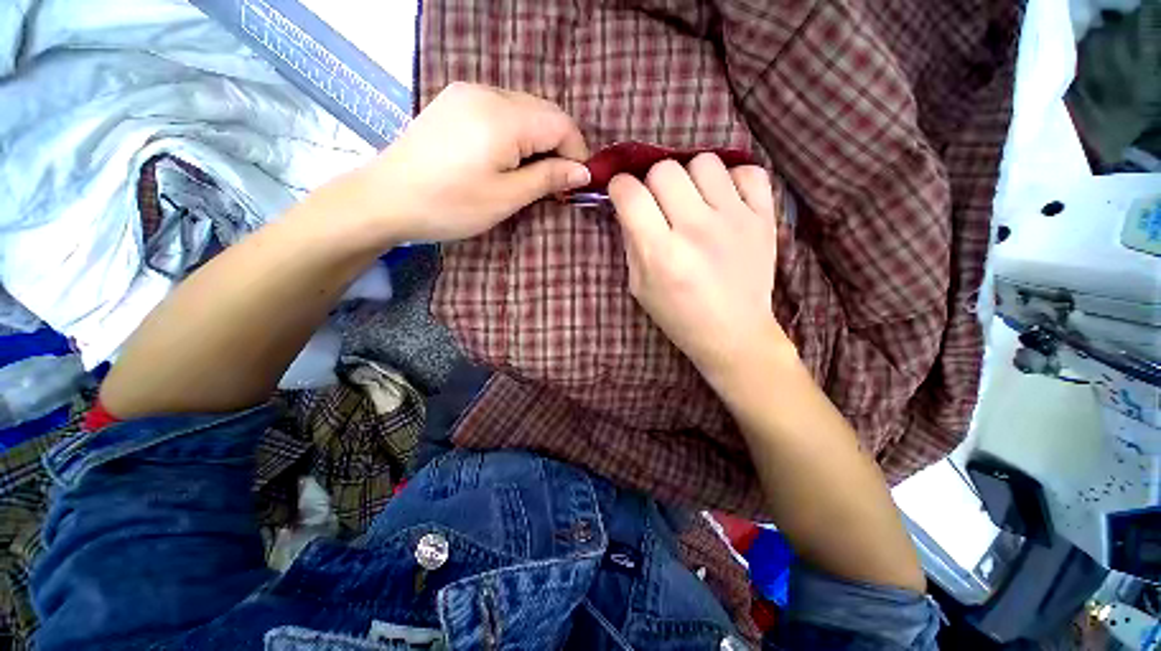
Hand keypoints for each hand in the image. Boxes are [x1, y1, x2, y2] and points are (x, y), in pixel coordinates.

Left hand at [351, 82, 590, 243]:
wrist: (386, 198)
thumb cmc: (450, 204)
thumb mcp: (506, 197)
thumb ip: (548, 179)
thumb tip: (583, 172)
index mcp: (503, 117)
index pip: (560, 123)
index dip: (577, 152)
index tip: (578, 182)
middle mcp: (487, 92)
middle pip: (544, 111)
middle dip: (559, 145)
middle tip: (557, 182)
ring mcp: (467, 92)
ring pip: (523, 108)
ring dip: (538, 139)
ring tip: (533, 173)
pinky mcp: (454, 101)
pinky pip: (501, 109)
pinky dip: (517, 132)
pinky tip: (508, 156)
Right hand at [608, 153, 787, 376]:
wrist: (734, 333)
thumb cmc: (679, 316)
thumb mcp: (639, 286)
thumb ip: (632, 242)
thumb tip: (628, 206)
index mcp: (661, 252)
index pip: (630, 193)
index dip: (619, 188)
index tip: (623, 196)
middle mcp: (696, 229)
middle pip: (664, 170)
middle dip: (652, 183)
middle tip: (658, 204)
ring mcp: (734, 219)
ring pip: (704, 162)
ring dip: (690, 178)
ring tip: (693, 201)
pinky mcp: (764, 218)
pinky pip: (748, 171)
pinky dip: (732, 180)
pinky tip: (724, 201)